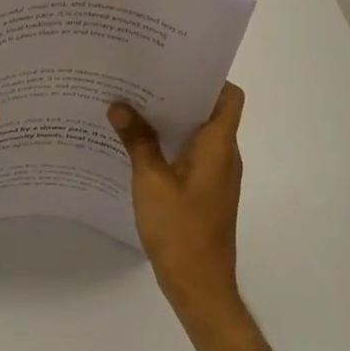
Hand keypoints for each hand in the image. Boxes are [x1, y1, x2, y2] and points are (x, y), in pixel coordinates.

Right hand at [108, 83, 246, 318]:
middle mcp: (224, 155)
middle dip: (178, 93)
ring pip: (198, 133)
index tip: (174, 65)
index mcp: (218, 146)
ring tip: (134, 104)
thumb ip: (137, 141)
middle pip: (210, 110)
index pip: (229, 97)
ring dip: (171, 119)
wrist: (199, 286)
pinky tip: (138, 143)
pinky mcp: (205, 191)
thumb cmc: (180, 230)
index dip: (208, 77)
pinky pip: (190, 153)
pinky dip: (170, 142)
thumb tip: (120, 105)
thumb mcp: (150, 181)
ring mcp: (216, 175)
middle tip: (142, 78)